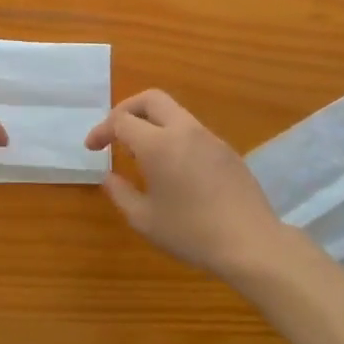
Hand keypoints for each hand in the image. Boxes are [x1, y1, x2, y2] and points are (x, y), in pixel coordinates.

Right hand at [85, 90, 287, 282]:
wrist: (251, 244)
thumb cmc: (191, 233)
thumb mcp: (144, 220)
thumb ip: (120, 193)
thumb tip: (109, 176)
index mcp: (158, 144)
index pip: (121, 121)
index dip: (102, 130)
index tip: (92, 148)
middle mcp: (184, 131)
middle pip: (151, 99)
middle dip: (127, 109)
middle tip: (114, 132)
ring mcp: (209, 138)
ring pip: (174, 112)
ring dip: (152, 123)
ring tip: (141, 153)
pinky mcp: (226, 150)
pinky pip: (192, 131)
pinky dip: (173, 137)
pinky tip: (172, 167)